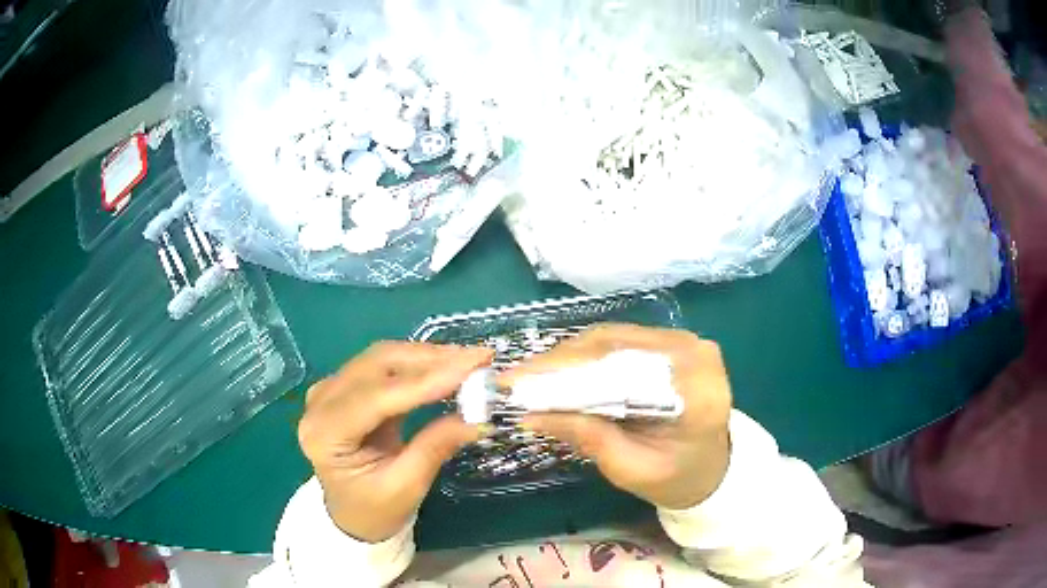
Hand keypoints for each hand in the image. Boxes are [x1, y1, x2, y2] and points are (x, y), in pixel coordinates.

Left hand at [298, 342, 492, 541]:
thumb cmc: (375, 509)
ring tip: (470, 361)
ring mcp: (330, 389)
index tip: (473, 368)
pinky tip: (446, 366)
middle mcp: (320, 401)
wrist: (351, 514)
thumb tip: (477, 418)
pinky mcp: (345, 387)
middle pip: (377, 365)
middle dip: (431, 360)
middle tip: (480, 359)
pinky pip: (384, 365)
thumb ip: (435, 448)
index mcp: (325, 434)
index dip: (426, 380)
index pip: (377, 396)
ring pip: (382, 358)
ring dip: (428, 357)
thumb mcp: (406, 487)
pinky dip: (418, 364)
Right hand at [500, 324, 731, 509]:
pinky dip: (586, 357)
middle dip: (562, 362)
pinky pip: (620, 342)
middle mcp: (694, 352)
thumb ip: (589, 438)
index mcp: (697, 388)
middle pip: (617, 345)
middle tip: (517, 379)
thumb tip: (531, 416)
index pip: (625, 368)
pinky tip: (559, 372)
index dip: (570, 371)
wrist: (710, 467)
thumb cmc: (676, 476)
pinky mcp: (671, 342)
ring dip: (569, 357)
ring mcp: (685, 342)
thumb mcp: (631, 469)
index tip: (523, 382)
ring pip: (614, 338)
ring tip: (531, 377)